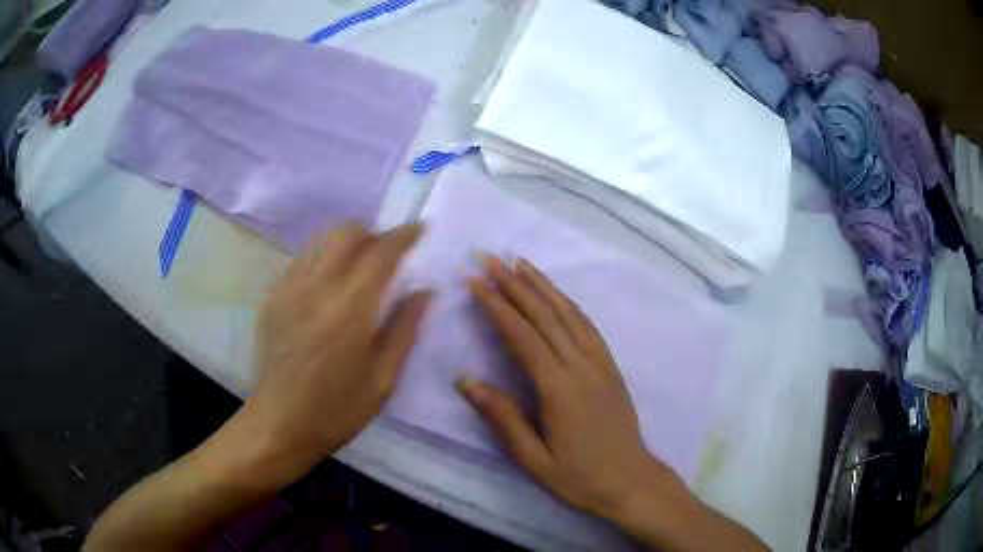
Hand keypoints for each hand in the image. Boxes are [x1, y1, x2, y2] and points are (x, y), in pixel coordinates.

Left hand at [225, 223, 430, 488]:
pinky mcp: (271, 299)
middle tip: (386, 256)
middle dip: (371, 234)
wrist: (280, 424)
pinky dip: (320, 263)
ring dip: (344, 246)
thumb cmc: (338, 409)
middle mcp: (315, 287)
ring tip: (356, 271)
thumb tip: (424, 290)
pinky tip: (325, 290)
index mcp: (349, 307)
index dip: (404, 235)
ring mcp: (287, 290)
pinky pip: (299, 263)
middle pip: (345, 233)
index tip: (419, 229)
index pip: (381, 252)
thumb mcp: (383, 377)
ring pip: (319, 244)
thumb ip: (405, 327)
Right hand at [458, 257, 767, 550]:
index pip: (523, 336)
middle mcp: (582, 367)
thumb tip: (465, 380)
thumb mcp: (534, 459)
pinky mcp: (611, 366)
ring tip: (520, 263)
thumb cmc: (579, 476)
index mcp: (560, 389)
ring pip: (569, 314)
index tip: (475, 282)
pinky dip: (569, 303)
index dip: (497, 306)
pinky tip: (557, 294)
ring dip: (543, 286)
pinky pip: (588, 326)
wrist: (630, 480)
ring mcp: (600, 363)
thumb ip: (502, 418)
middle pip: (546, 316)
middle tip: (490, 260)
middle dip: (515, 285)